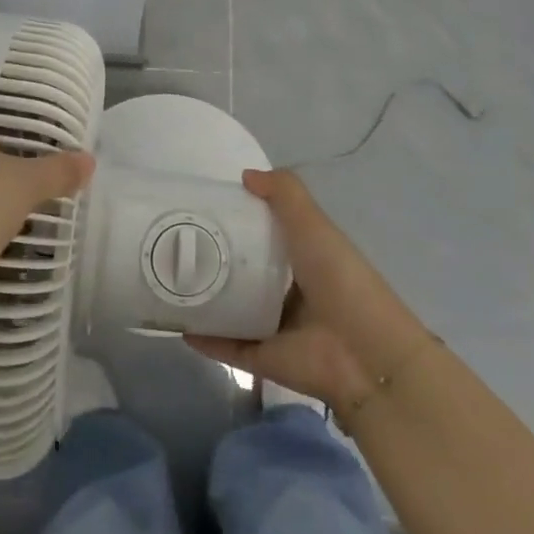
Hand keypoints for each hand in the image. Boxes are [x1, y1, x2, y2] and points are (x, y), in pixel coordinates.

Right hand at [186, 169, 431, 413]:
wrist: (366, 354)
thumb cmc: (340, 279)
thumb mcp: (314, 225)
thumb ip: (285, 194)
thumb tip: (246, 175)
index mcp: (304, 259)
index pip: (265, 236)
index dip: (238, 222)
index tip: (202, 209)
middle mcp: (289, 291)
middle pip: (244, 273)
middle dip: (214, 260)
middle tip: (175, 244)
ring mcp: (275, 327)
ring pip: (232, 310)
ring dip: (205, 299)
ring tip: (167, 280)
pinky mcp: (264, 358)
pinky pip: (228, 346)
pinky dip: (205, 338)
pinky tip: (177, 323)